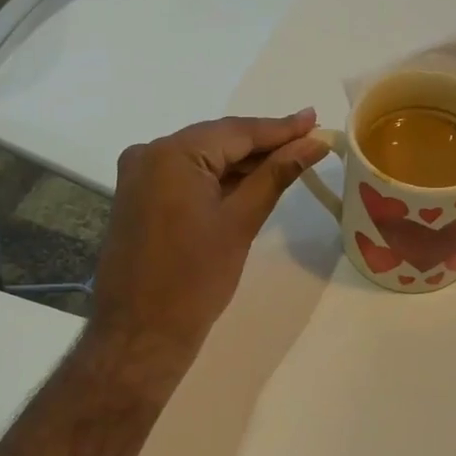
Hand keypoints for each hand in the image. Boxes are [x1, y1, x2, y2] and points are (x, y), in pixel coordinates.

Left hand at [89, 111, 329, 372]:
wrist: (141, 334)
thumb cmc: (195, 279)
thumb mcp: (240, 222)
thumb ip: (276, 175)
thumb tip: (312, 144)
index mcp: (172, 154)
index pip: (236, 131)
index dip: (280, 128)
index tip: (316, 121)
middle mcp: (149, 154)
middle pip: (218, 140)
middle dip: (263, 143)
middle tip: (309, 140)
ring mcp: (139, 176)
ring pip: (202, 158)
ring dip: (242, 162)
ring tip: (290, 158)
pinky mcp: (139, 197)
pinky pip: (186, 176)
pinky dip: (218, 179)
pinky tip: (251, 181)